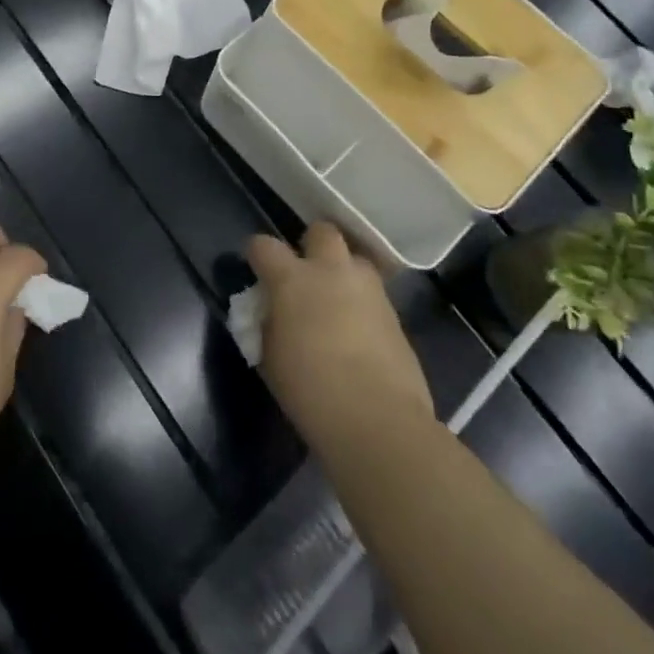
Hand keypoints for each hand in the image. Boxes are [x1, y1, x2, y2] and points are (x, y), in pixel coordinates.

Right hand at [246, 223, 431, 445]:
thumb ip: (268, 324)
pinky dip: (363, 304)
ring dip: (343, 272)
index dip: (258, 255)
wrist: (378, 421)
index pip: (263, 245)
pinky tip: (359, 333)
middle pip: (322, 232)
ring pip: (355, 259)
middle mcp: (331, 271)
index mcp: (292, 279)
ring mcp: (368, 290)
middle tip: (306, 275)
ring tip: (337, 302)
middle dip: (312, 245)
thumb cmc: (310, 391)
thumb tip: (272, 313)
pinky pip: (374, 294)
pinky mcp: (395, 314)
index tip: (258, 272)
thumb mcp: (270, 357)